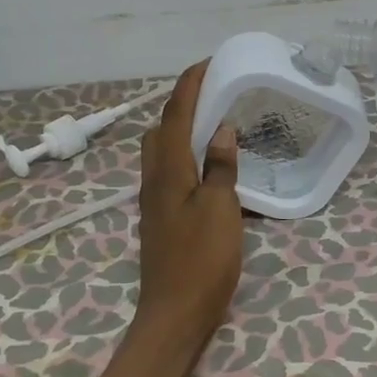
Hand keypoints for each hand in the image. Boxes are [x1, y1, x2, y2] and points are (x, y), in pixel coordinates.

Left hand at [134, 61, 243, 343]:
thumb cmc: (202, 260)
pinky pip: (168, 172)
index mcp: (168, 171)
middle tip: (213, 96)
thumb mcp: (221, 209)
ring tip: (212, 126)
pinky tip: (208, 167)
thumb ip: (221, 167)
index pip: (176, 115)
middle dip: (181, 105)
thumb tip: (222, 129)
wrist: (174, 313)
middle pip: (160, 130)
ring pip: (161, 152)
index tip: (207, 63)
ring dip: (181, 130)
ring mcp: (155, 201)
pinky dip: (185, 156)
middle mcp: (154, 180)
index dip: (189, 85)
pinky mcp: (161, 219)